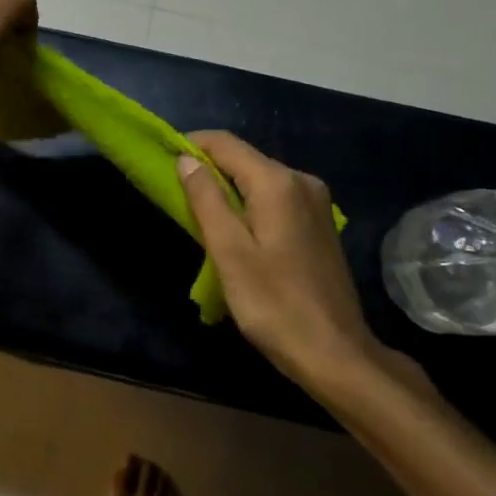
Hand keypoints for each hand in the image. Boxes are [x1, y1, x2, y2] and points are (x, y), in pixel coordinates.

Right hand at [178, 131, 428, 396]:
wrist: (334, 351)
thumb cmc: (273, 303)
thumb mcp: (229, 251)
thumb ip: (206, 199)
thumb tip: (186, 159)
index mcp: (278, 182)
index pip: (225, 144)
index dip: (190, 145)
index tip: (161, 160)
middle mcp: (302, 181)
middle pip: (244, 160)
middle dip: (207, 170)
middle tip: (174, 194)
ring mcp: (315, 203)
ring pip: (259, 180)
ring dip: (227, 190)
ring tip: (199, 216)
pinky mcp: (319, 224)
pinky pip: (275, 199)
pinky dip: (249, 205)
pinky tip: (235, 233)